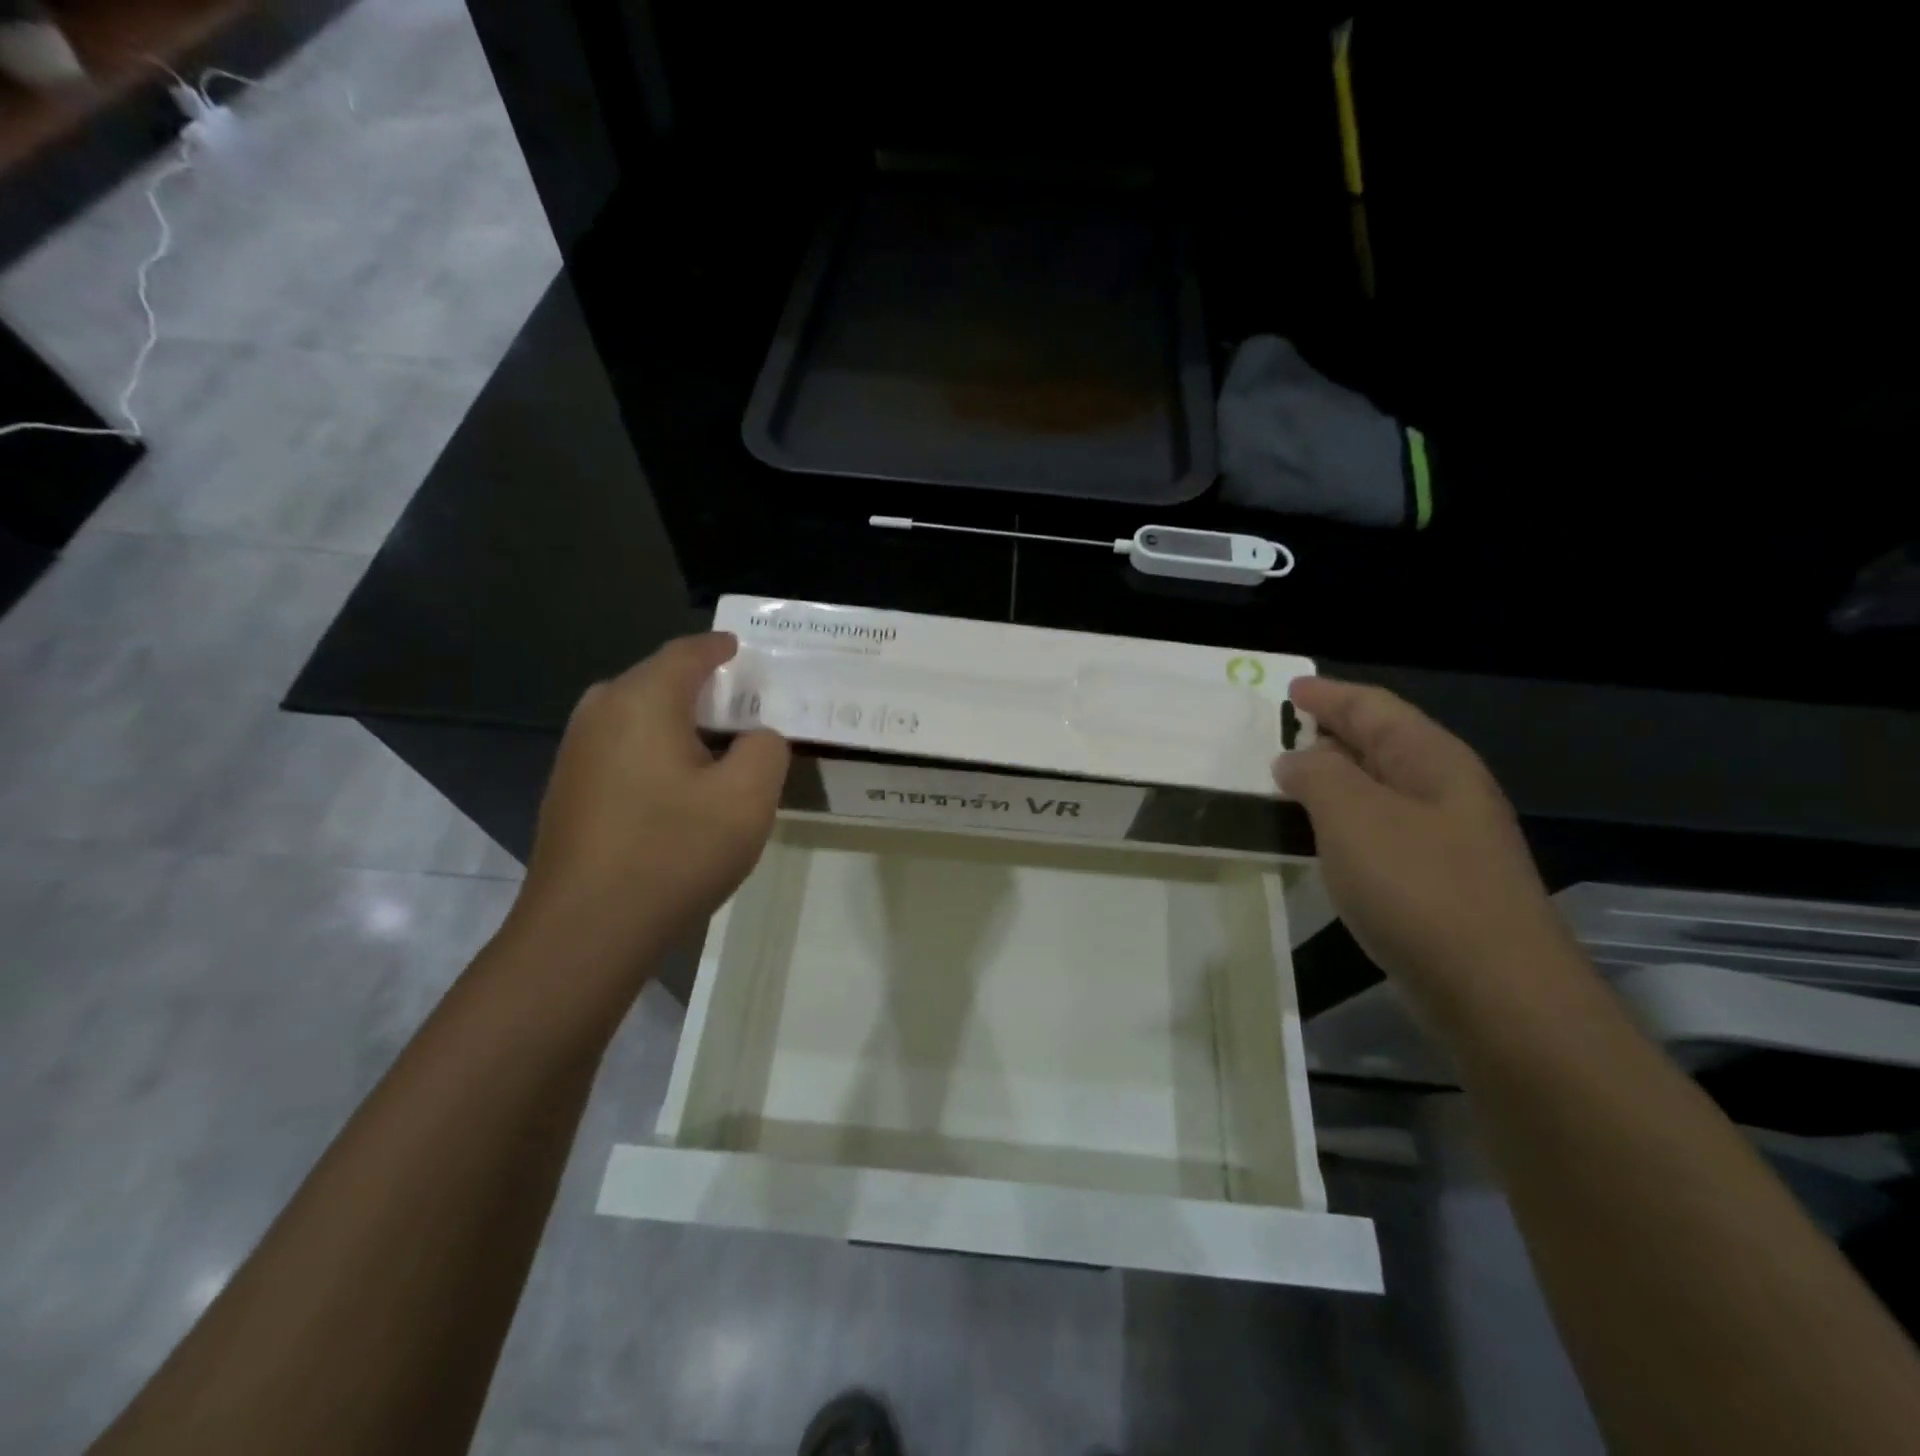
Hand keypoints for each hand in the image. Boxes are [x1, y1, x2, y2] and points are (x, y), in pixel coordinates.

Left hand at [508, 633, 789, 975]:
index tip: (744, 651)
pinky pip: (624, 749)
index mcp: (642, 700)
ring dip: (682, 725)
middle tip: (746, 709)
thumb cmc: (673, 852)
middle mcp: (600, 712)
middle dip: (705, 689)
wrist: (585, 931)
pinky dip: (658, 752)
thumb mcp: (748, 798)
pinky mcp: (568, 789)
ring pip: (640, 718)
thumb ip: (767, 749)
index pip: (689, 653)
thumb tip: (756, 738)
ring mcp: (576, 752)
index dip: (721, 649)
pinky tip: (680, 788)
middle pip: (661, 682)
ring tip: (720, 750)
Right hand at [1276, 678, 1571, 1001]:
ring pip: (1379, 789)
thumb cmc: (1418, 887)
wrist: (1495, 991)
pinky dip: (1345, 821)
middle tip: (1283, 730)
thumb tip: (1295, 760)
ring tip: (1290, 778)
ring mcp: (1445, 839)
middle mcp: (1444, 791)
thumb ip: (1316, 775)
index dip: (1330, 694)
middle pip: (1381, 743)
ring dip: (1335, 779)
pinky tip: (1322, 836)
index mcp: (1431, 760)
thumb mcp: (1353, 815)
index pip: (1374, 707)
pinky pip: (1380, 831)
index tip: (1290, 689)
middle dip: (1333, 731)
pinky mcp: (1436, 883)